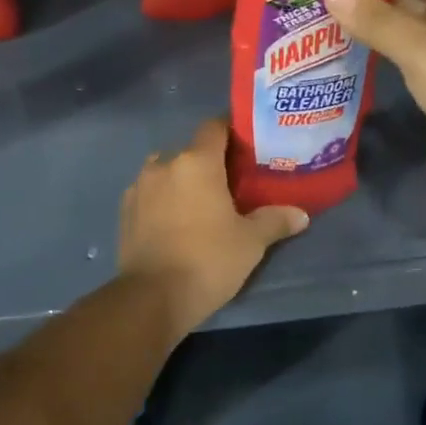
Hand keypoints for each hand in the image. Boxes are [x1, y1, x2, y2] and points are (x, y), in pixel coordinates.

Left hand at [118, 119, 307, 332]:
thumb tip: (300, 214)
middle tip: (229, 182)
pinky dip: (162, 199)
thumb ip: (275, 221)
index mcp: (196, 162)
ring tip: (200, 203)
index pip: (214, 127)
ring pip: (166, 170)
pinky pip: (149, 192)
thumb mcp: (250, 242)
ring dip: (181, 179)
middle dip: (208, 161)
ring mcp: (139, 186)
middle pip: (190, 150)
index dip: (231, 131)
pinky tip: (174, 221)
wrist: (152, 297)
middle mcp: (164, 164)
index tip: (247, 146)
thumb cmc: (208, 260)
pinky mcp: (125, 209)